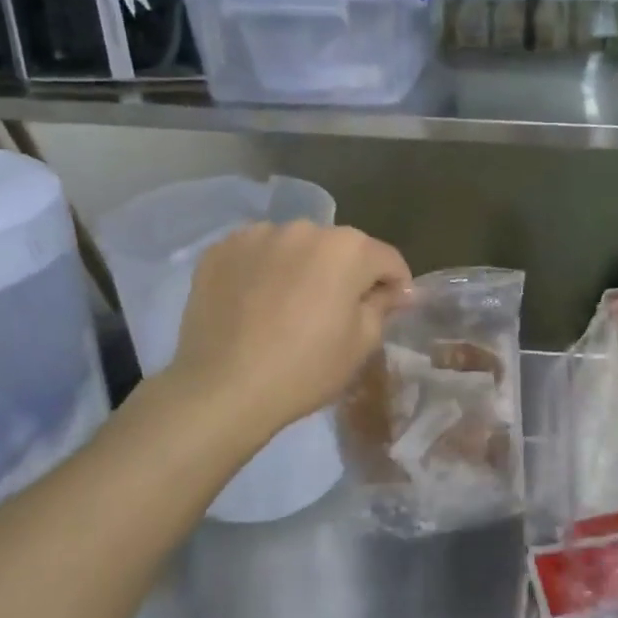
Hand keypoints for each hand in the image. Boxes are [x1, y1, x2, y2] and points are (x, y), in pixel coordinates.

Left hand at [166, 223, 411, 440]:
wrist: (223, 388)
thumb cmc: (306, 368)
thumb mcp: (361, 343)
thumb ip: (383, 306)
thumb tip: (396, 291)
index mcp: (348, 248)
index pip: (387, 259)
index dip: (396, 285)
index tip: (391, 310)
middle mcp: (304, 228)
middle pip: (340, 249)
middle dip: (346, 273)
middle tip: (337, 312)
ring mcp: (257, 235)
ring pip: (296, 247)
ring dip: (303, 268)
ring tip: (291, 306)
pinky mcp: (220, 250)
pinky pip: (257, 254)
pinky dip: (264, 270)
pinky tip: (257, 303)